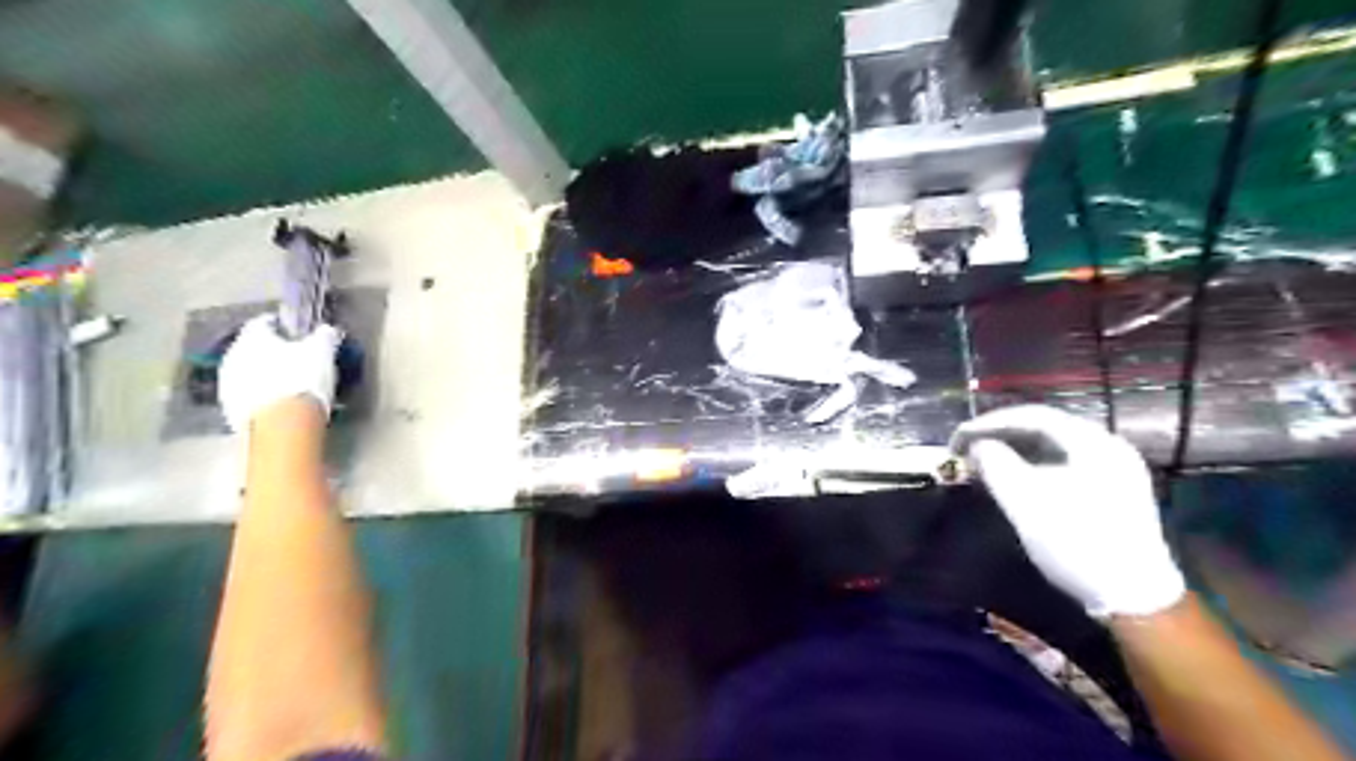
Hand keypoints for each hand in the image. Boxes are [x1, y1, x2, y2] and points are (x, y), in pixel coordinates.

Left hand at [218, 314, 344, 432]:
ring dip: (263, 373)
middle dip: (270, 351)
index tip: (294, 332)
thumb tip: (327, 331)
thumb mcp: (323, 351)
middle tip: (293, 357)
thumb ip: (324, 336)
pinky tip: (278, 401)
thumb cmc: (303, 379)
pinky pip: (247, 393)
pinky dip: (260, 393)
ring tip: (287, 381)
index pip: (262, 323)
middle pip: (252, 347)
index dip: (279, 326)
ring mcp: (228, 384)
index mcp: (252, 337)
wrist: (283, 425)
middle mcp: (233, 356)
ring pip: (247, 371)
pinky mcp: (230, 408)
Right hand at [946, 409, 1184, 619]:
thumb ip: (996, 464)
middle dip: (1000, 435)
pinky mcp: (1109, 491)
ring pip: (1052, 447)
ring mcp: (1112, 470)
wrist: (1134, 598)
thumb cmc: (1077, 543)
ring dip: (1013, 450)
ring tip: (982, 462)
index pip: (1033, 415)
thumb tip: (977, 445)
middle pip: (1044, 427)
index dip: (989, 422)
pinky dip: (1030, 466)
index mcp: (1093, 443)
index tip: (957, 438)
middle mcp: (1107, 447)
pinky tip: (1010, 478)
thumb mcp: (1026, 502)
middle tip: (966, 448)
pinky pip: (1061, 464)